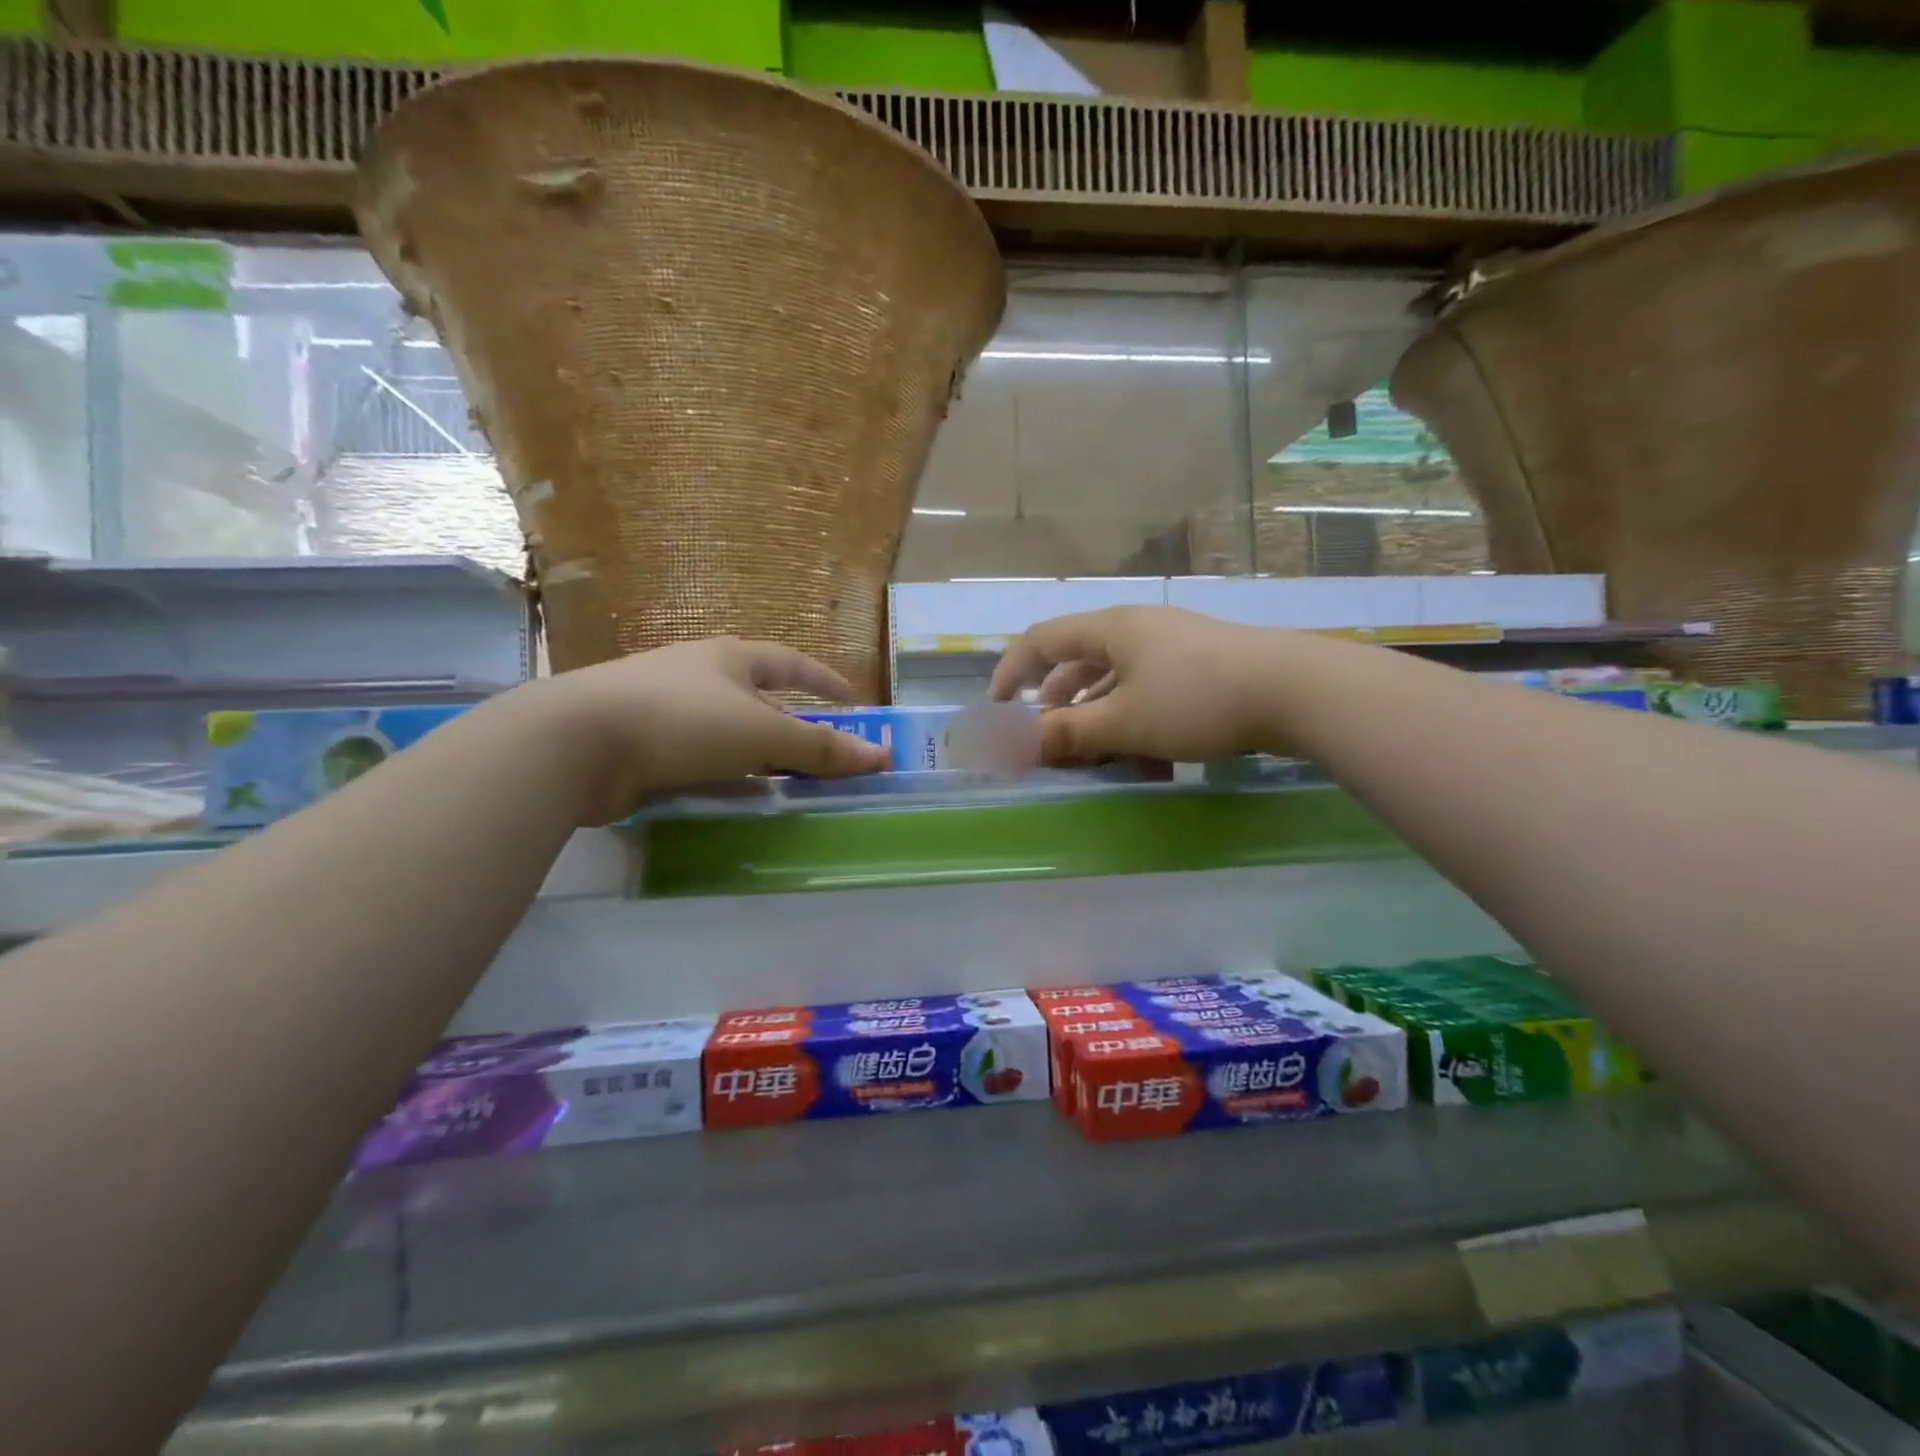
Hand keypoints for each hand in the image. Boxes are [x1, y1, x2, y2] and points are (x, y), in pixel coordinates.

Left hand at [526, 637, 889, 822]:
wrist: (577, 743)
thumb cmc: (682, 720)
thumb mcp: (761, 733)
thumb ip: (819, 748)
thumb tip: (879, 757)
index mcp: (728, 659)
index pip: (789, 662)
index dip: (822, 680)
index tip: (852, 701)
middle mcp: (697, 677)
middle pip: (758, 701)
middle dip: (790, 727)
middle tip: (822, 756)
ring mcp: (664, 712)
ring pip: (726, 735)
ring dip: (757, 758)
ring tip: (786, 786)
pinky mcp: (640, 748)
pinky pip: (697, 762)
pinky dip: (722, 779)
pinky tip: (735, 800)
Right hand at [989, 606, 1279, 764]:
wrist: (1296, 691)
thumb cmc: (1196, 700)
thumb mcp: (1123, 722)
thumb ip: (1066, 733)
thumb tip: (1013, 745)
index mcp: (1111, 630)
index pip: (1042, 640)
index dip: (1011, 671)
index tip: (997, 708)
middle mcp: (1137, 631)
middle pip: (1079, 665)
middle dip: (1059, 709)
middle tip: (1052, 744)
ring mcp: (1172, 648)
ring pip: (1116, 685)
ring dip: (1100, 724)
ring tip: (1102, 763)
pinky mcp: (1201, 669)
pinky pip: (1150, 695)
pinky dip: (1137, 725)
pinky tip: (1151, 762)